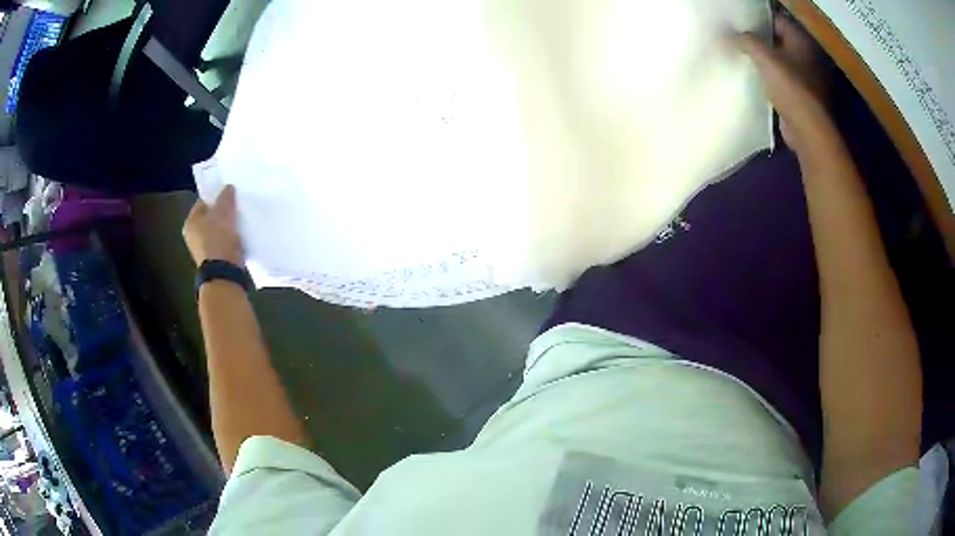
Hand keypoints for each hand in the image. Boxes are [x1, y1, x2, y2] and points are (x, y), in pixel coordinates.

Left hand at [183, 185, 244, 266]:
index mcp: (191, 222)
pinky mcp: (215, 260)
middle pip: (210, 217)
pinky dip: (230, 239)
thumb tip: (228, 187)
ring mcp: (204, 249)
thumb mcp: (223, 212)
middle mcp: (193, 235)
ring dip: (228, 226)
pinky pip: (223, 243)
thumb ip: (226, 197)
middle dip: (223, 211)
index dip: (217, 195)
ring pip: (218, 230)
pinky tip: (241, 234)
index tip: (230, 192)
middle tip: (237, 205)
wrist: (224, 273)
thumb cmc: (218, 238)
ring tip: (241, 219)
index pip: (203, 201)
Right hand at [738, 15, 842, 160]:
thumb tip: (734, 36)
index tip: (741, 23)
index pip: (777, 21)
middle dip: (760, 40)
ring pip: (781, 61)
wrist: (806, 130)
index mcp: (801, 42)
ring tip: (744, 58)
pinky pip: (783, 80)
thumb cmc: (790, 88)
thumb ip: (748, 41)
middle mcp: (807, 57)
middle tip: (739, 39)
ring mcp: (807, 78)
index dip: (758, 20)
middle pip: (779, 40)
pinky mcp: (802, 96)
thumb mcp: (764, 57)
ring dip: (765, 61)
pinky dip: (771, 79)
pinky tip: (756, 80)